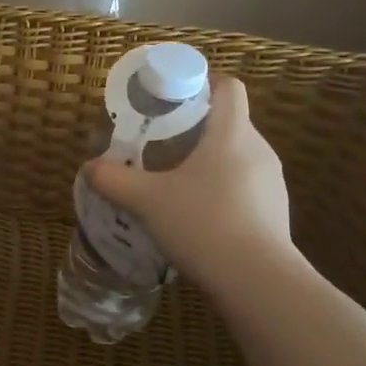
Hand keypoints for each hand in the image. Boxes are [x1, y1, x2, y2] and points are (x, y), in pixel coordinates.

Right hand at [84, 75, 300, 288]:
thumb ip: (115, 180)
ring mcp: (273, 182)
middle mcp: (259, 150)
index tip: (175, 97)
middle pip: (230, 122)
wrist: (257, 282)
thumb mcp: (148, 201)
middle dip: (197, 128)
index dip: (203, 83)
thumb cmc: (203, 224)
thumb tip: (89, 168)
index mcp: (232, 133)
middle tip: (163, 143)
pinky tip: (201, 216)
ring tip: (179, 182)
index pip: (230, 87)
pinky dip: (224, 190)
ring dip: (211, 162)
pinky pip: (247, 187)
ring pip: (239, 156)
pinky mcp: (276, 212)